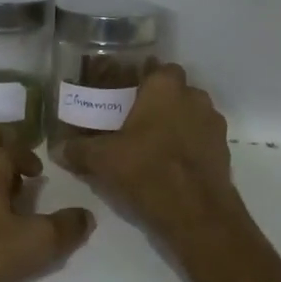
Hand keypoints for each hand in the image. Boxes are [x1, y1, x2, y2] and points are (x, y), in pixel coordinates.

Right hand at [57, 63, 244, 246]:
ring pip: (189, 115)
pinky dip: (187, 146)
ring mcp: (213, 123)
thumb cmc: (147, 170)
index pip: (156, 68)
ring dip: (174, 124)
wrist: (196, 213)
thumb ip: (78, 149)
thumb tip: (57, 147)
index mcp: (166, 87)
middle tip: (133, 123)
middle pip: (173, 91)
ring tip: (150, 146)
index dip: (140, 80)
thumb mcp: (102, 160)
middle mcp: (195, 96)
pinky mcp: (223, 149)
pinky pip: (200, 138)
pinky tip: (169, 165)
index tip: (123, 95)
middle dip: (156, 104)